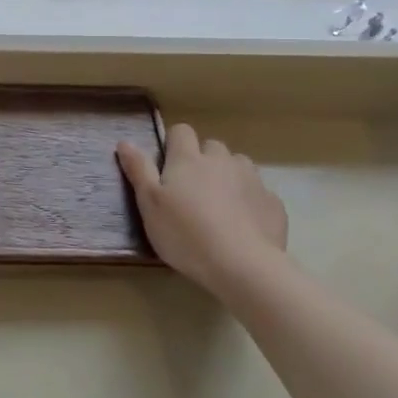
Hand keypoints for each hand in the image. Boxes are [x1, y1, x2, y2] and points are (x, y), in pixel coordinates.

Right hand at [116, 124, 288, 295]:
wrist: (242, 265)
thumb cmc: (185, 234)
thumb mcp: (149, 204)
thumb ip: (138, 170)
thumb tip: (125, 141)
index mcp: (188, 159)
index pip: (181, 131)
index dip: (174, 144)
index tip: (168, 166)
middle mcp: (222, 160)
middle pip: (212, 147)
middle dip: (203, 161)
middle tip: (192, 192)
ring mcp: (251, 179)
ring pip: (238, 166)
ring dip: (229, 177)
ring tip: (220, 207)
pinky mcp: (273, 203)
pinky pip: (259, 193)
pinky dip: (250, 201)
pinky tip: (244, 225)